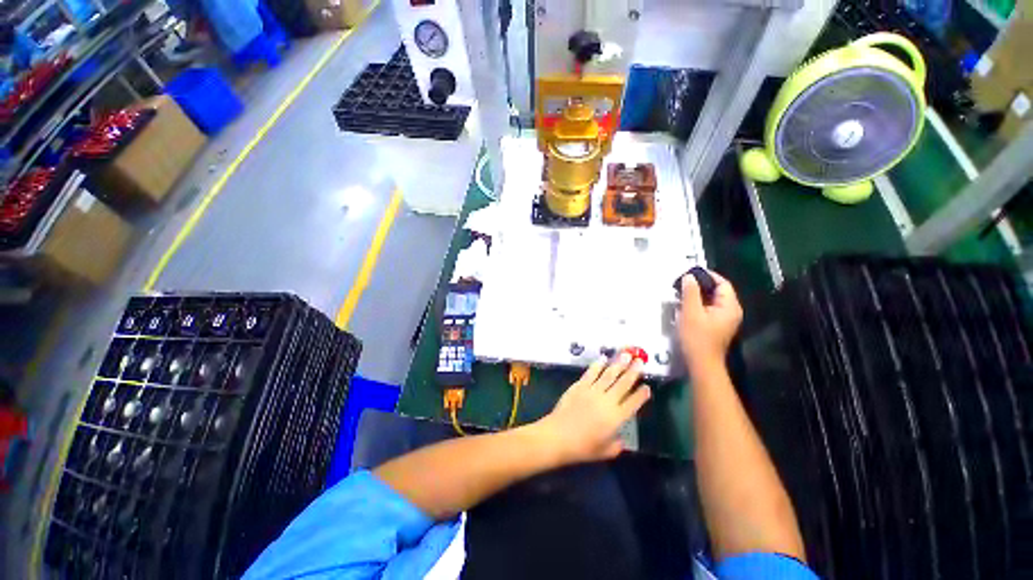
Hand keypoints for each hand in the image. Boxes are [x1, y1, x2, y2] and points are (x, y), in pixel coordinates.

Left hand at [531, 353, 651, 464]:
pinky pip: (591, 373)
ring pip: (609, 375)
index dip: (641, 395)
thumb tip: (621, 439)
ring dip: (619, 364)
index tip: (647, 386)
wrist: (558, 436)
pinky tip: (603, 358)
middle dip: (633, 372)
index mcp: (616, 418)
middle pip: (623, 384)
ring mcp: (592, 391)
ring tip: (627, 354)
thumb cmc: (582, 447)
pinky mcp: (579, 386)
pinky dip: (597, 365)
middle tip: (640, 361)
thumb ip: (616, 445)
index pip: (633, 403)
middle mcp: (607, 401)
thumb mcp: (605, 452)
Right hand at [678, 270, 742, 371]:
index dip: (707, 275)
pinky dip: (699, 304)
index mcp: (729, 306)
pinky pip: (710, 308)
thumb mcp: (691, 312)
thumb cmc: (697, 337)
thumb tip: (689, 276)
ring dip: (698, 295)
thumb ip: (690, 293)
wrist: (701, 363)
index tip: (689, 273)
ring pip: (713, 300)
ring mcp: (725, 319)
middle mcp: (732, 311)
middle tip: (682, 282)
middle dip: (701, 285)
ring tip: (681, 292)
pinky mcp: (718, 325)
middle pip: (718, 291)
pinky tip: (685, 305)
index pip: (722, 283)